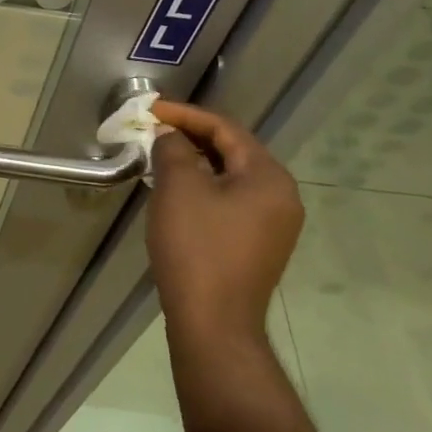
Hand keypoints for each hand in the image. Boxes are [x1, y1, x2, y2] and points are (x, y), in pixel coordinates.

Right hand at [147, 102, 305, 345]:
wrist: (213, 322)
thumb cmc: (196, 247)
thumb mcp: (179, 188)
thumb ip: (174, 149)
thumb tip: (170, 135)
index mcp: (269, 176)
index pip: (226, 129)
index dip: (185, 115)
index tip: (150, 110)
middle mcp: (281, 196)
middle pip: (232, 152)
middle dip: (190, 138)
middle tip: (153, 131)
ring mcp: (274, 225)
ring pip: (230, 178)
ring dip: (195, 164)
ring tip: (159, 158)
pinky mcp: (258, 246)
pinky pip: (230, 202)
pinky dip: (203, 188)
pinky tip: (176, 193)